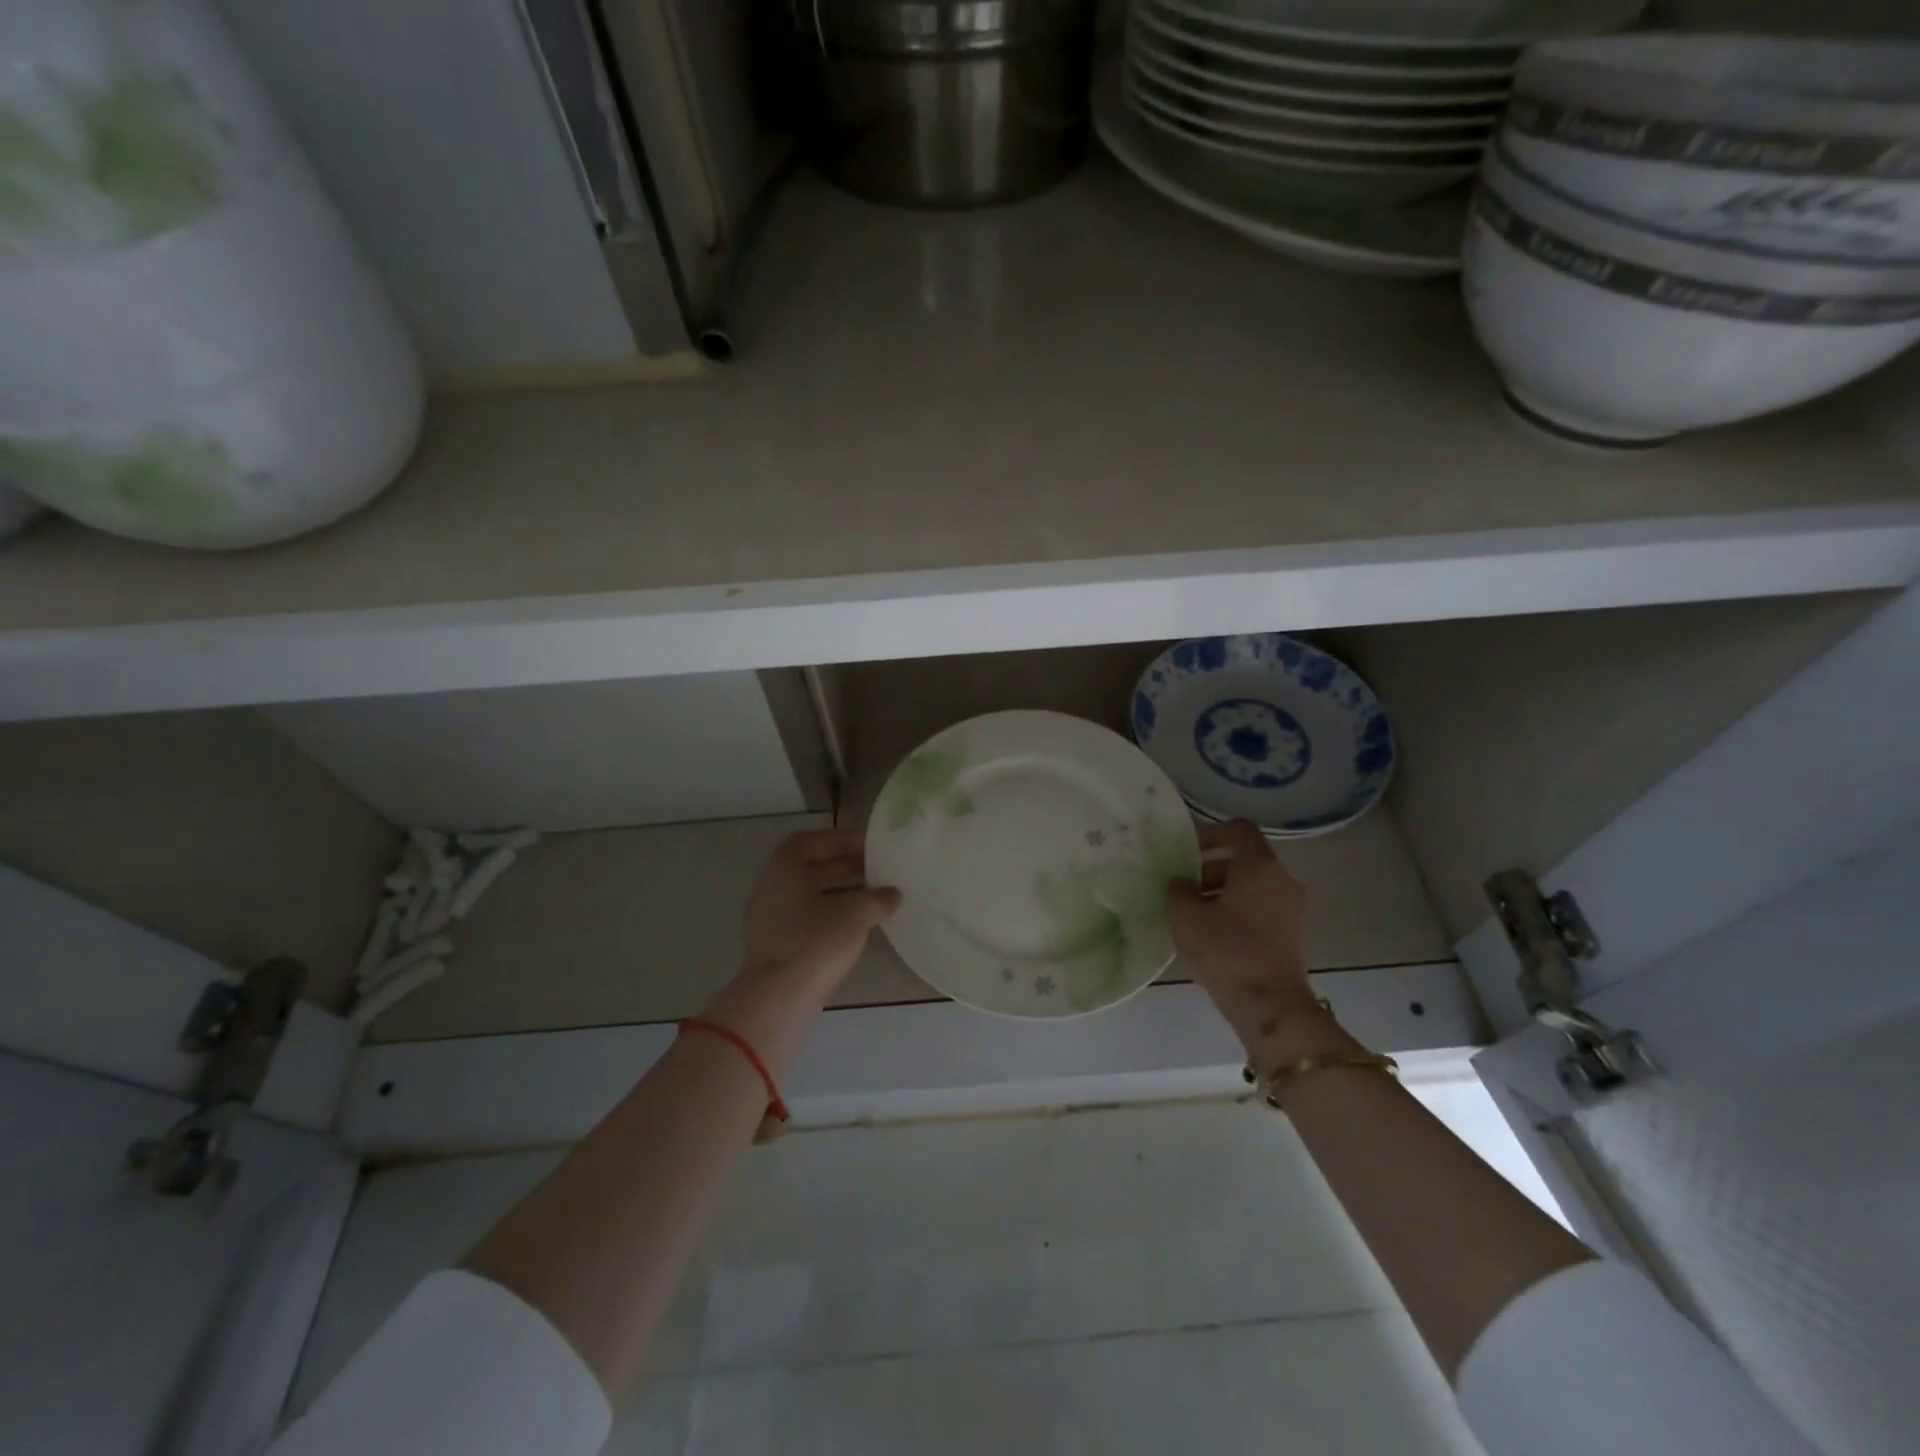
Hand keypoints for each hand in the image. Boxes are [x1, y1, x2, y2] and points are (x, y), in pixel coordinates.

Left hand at [707, 829, 898, 1068]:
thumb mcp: (855, 914)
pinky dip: (831, 913)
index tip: (868, 846)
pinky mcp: (776, 945)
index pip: (811, 840)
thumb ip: (877, 898)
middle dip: (844, 865)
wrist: (778, 1000)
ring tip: (874, 895)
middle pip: (809, 867)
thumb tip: (893, 894)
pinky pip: (806, 918)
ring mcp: (770, 919)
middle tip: (877, 868)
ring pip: (809, 894)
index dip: (840, 839)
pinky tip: (858, 924)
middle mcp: (771, 888)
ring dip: (840, 890)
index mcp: (783, 869)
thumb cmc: (815, 942)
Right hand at [1170, 820, 1332, 1063]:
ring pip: (1251, 886)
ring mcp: (1290, 907)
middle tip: (1181, 886)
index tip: (1186, 850)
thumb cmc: (1226, 949)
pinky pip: (1259, 907)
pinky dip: (1235, 910)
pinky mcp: (1290, 933)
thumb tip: (1179, 882)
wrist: (1269, 1004)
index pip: (1239, 829)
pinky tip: (1209, 932)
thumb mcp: (1186, 915)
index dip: (1210, 833)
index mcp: (1260, 865)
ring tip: (1190, 913)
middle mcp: (1282, 879)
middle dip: (1209, 868)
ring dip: (1220, 892)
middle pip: (1244, 859)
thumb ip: (1178, 889)